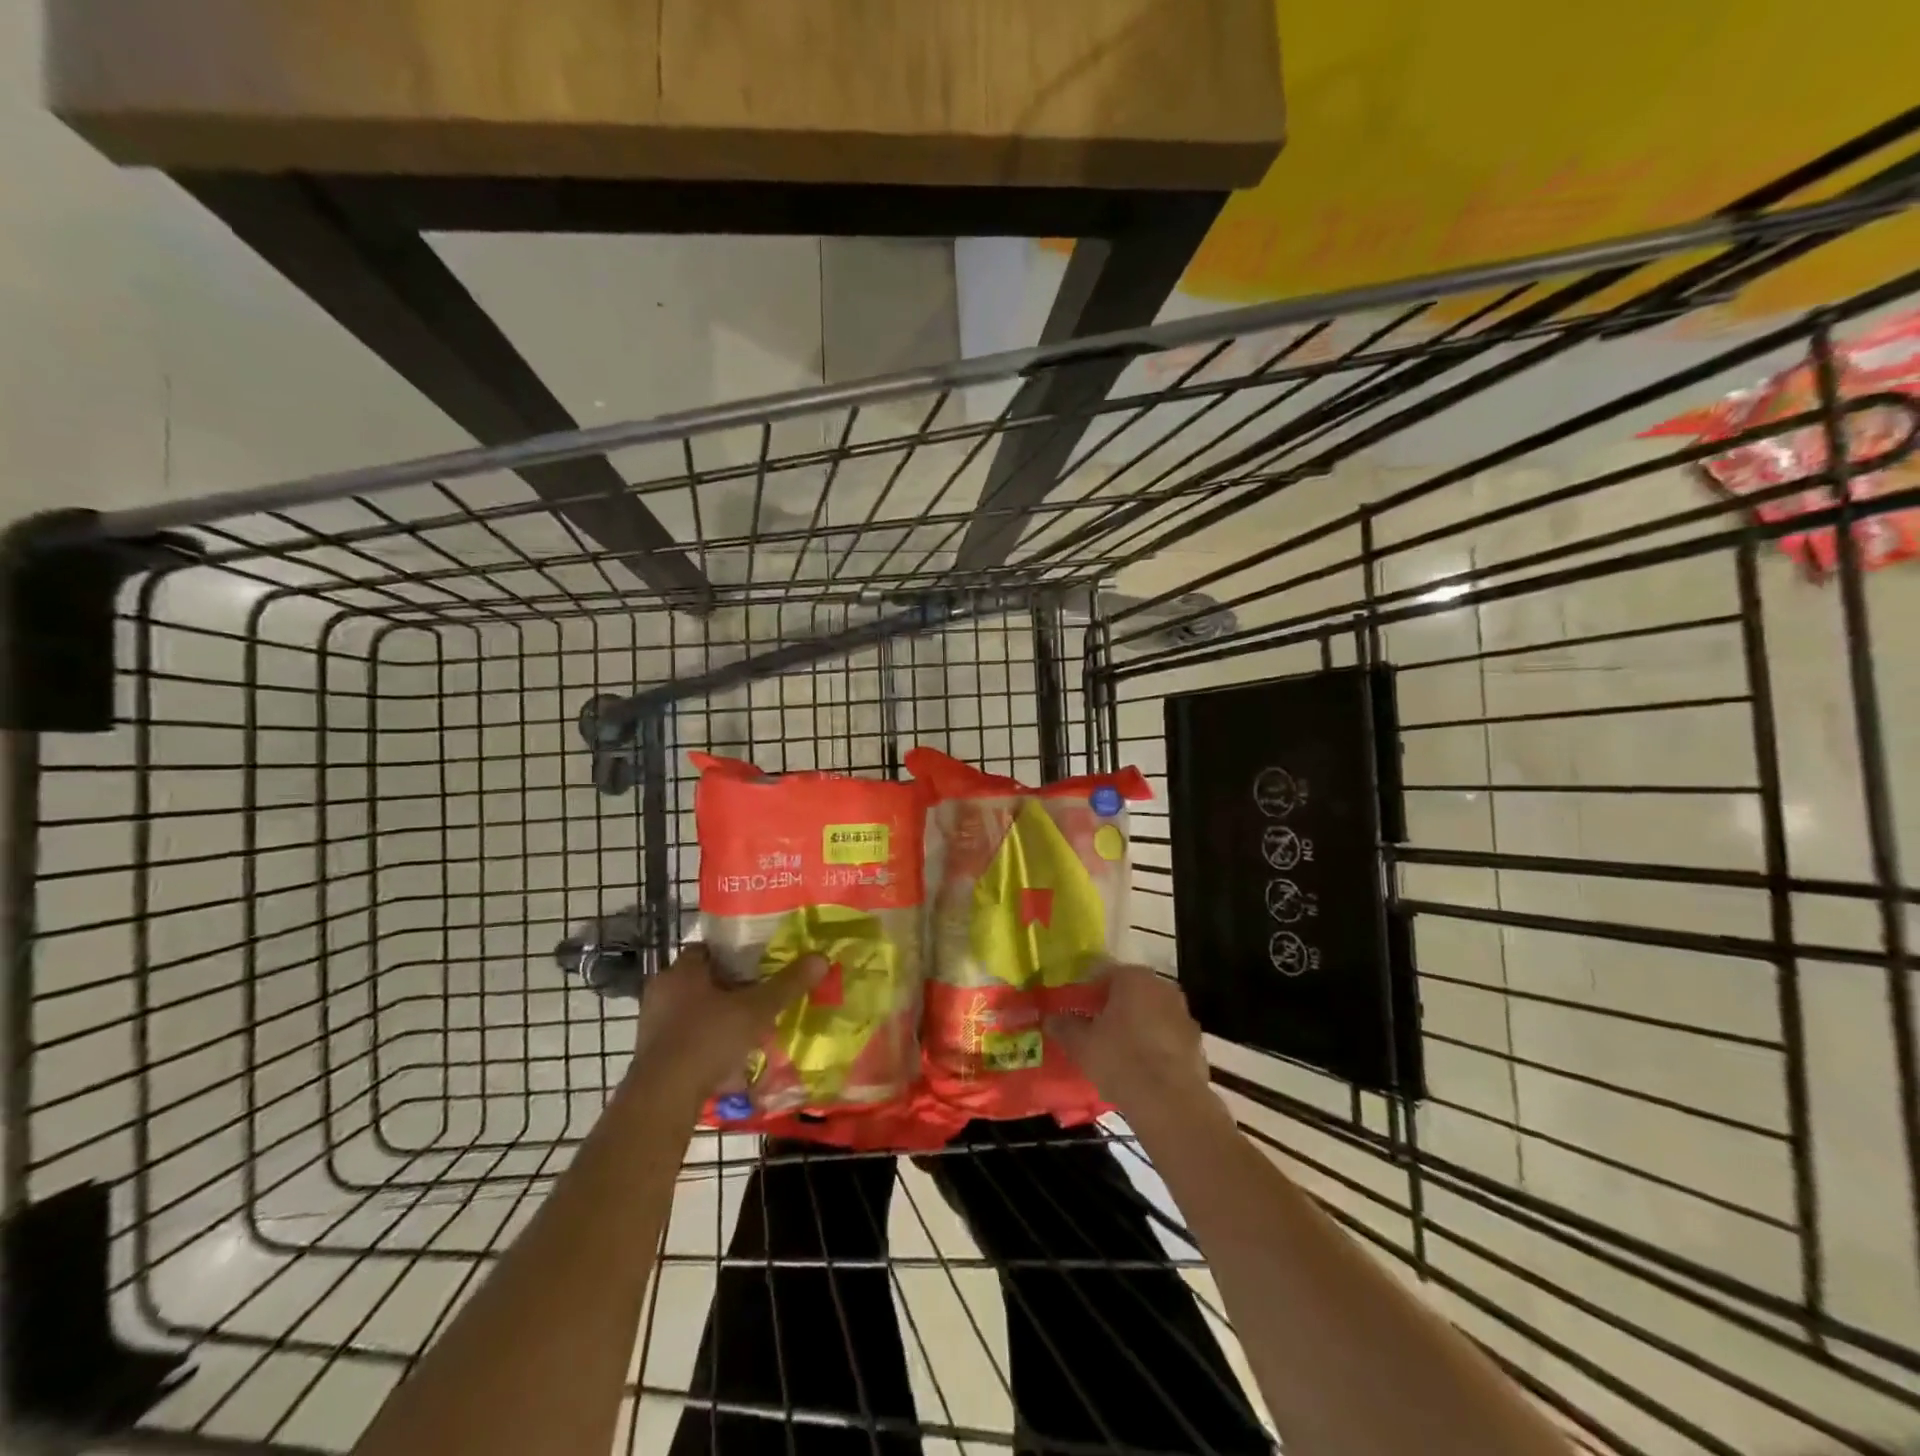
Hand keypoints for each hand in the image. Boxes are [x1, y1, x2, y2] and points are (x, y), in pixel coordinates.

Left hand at [628, 942, 826, 1102]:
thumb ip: (787, 984)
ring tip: (749, 1029)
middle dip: (729, 988)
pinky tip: (730, 1060)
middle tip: (759, 995)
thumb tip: (821, 957)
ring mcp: (653, 1026)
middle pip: (702, 981)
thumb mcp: (756, 1010)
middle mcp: (662, 992)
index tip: (758, 961)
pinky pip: (686, 1041)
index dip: (733, 953)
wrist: (662, 1099)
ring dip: (718, 1018)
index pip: (707, 948)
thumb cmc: (707, 1039)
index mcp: (682, 971)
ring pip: (693, 1012)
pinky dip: (706, 1046)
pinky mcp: (652, 1056)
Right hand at [1046, 963, 1217, 1120]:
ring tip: (1116, 1052)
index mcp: (1134, 977)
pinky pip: (1166, 1038)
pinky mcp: (1196, 1043)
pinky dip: (1154, 1046)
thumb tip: (1049, 1018)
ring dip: (1135, 1027)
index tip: (1075, 1011)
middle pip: (1130, 992)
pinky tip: (1140, 1069)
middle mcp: (1162, 987)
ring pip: (1150, 1014)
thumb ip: (1063, 1026)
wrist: (1170, 1103)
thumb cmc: (1120, 1060)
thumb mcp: (1081, 1043)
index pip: (1103, 974)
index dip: (1086, 993)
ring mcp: (1183, 1014)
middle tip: (1094, 1030)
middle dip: (1112, 1008)